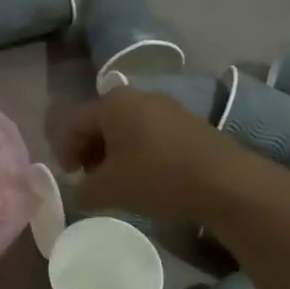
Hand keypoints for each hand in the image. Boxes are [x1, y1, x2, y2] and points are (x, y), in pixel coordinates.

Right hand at [58, 86, 289, 224]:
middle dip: (91, 150)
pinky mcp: (189, 123)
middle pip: (103, 122)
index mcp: (114, 103)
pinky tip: (145, 176)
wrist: (223, 181)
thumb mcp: (109, 189)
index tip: (68, 175)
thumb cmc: (156, 177)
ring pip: (128, 128)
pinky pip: (151, 134)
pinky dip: (139, 152)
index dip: (66, 150)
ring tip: (116, 180)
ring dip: (116, 153)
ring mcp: (168, 107)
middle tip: (89, 177)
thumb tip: (81, 192)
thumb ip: (84, 190)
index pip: (76, 122)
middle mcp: (139, 96)